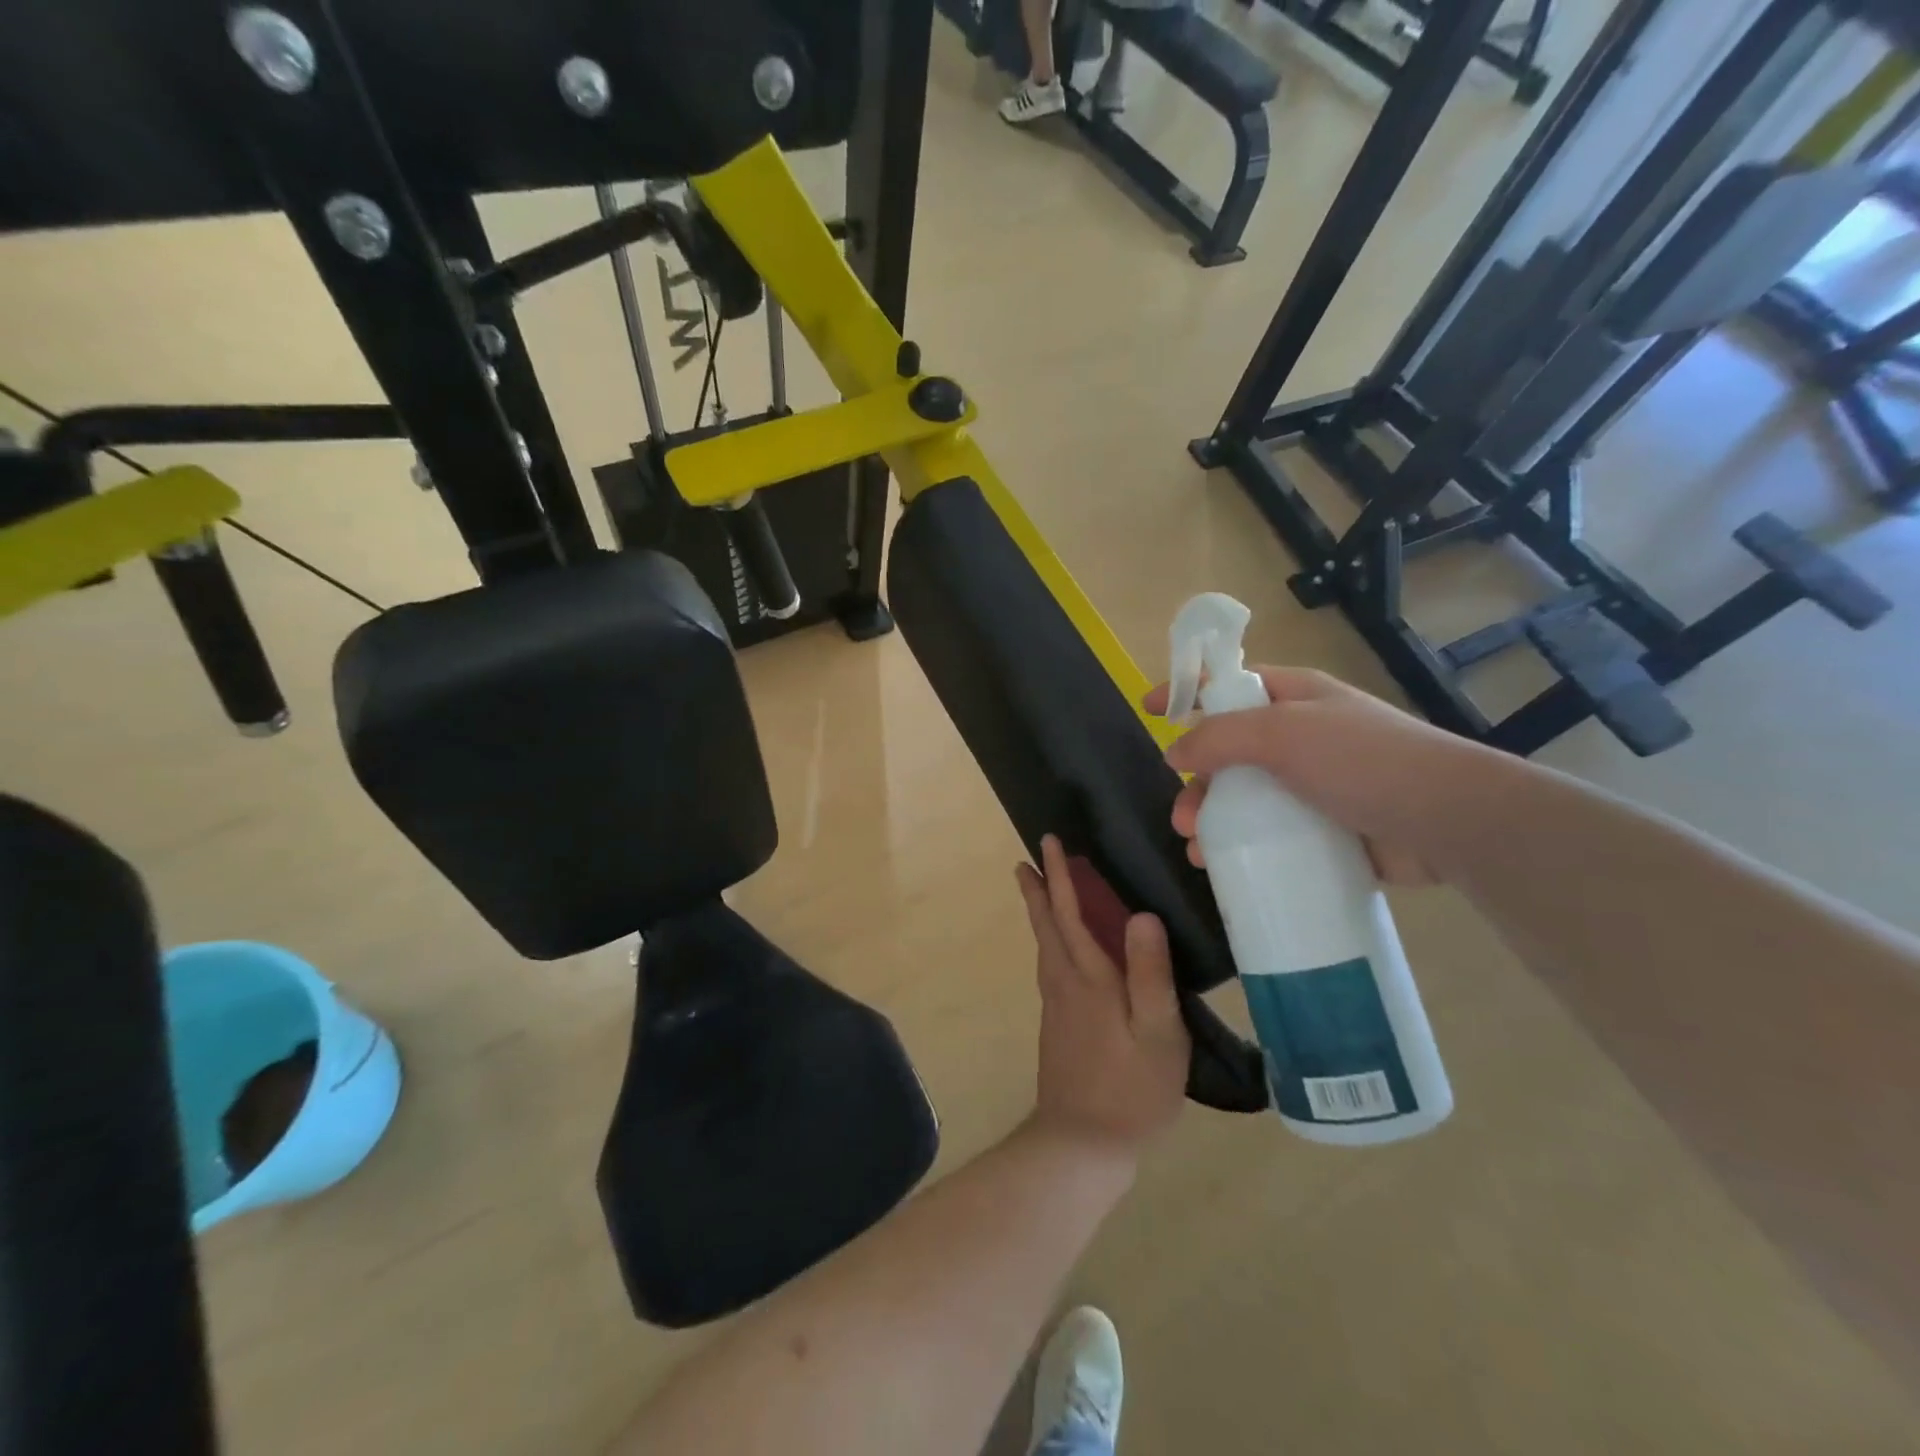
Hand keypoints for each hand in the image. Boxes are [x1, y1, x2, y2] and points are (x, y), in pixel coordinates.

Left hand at [1015, 836, 1189, 1158]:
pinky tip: (1059, 952)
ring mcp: (1056, 1006)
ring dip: (1040, 913)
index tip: (1049, 843)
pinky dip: (1049, 942)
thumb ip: (1151, 973)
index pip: (1070, 913)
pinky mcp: (1057, 1026)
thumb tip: (1142, 914)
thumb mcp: (1158, 1032)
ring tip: (1039, 893)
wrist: (1081, 1144)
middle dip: (1039, 889)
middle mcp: (1065, 983)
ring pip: (1044, 946)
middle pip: (1046, 925)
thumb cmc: (1131, 1088)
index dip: (1060, 876)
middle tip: (1027, 860)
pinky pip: (1050, 966)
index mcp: (1089, 977)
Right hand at [1146, 666, 1499, 884]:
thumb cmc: (1364, 760)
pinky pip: (1270, 833)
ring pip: (1244, 797)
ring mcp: (1315, 784)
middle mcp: (1302, 736)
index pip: (1229, 684)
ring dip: (1212, 820)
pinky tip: (1223, 867)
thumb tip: (1173, 751)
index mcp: (1295, 698)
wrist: (1450, 823)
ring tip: (1196, 850)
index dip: (1187, 690)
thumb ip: (1221, 737)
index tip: (1147, 708)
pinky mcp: (1327, 829)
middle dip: (1196, 781)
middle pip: (1229, 751)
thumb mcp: (1285, 733)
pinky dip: (1242, 847)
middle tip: (1183, 814)